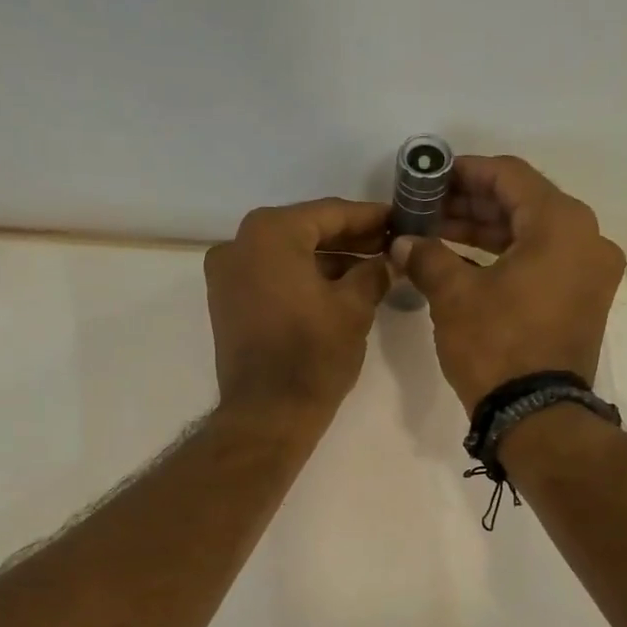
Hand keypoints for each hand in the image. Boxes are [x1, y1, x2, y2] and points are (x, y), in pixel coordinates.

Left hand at [204, 199, 392, 428]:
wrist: (268, 413)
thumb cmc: (313, 355)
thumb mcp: (354, 308)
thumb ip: (373, 272)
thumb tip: (387, 259)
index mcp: (269, 233)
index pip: (329, 213)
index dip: (368, 217)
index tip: (398, 219)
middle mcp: (239, 244)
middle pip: (305, 231)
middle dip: (348, 239)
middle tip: (388, 244)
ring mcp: (227, 274)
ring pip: (287, 255)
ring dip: (327, 260)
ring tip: (371, 269)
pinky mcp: (227, 302)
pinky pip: (271, 276)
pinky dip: (302, 278)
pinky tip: (339, 287)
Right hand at [392, 156, 626, 413]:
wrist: (536, 416)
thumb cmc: (497, 345)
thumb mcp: (454, 296)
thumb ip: (427, 256)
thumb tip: (402, 242)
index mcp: (561, 224)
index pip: (509, 177)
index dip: (465, 172)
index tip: (430, 177)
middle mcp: (587, 239)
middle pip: (523, 204)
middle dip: (471, 205)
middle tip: (428, 208)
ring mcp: (590, 273)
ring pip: (532, 235)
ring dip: (486, 233)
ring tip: (438, 234)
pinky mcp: (583, 301)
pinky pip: (543, 263)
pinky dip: (506, 259)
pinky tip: (464, 263)